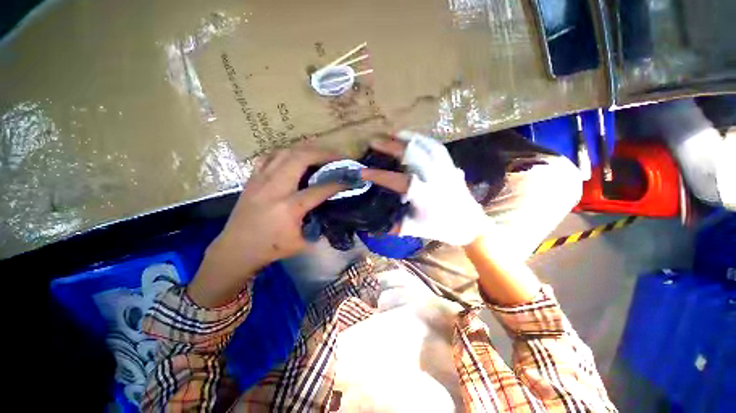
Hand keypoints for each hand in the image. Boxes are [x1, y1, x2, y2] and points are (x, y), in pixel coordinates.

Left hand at [188, 147, 344, 306]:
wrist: (235, 249)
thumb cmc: (270, 248)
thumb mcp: (301, 242)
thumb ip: (318, 225)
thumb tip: (332, 211)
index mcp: (289, 207)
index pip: (320, 189)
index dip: (338, 182)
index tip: (350, 178)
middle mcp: (275, 188)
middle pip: (301, 158)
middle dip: (323, 153)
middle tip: (338, 156)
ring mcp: (261, 180)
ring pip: (285, 152)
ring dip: (307, 149)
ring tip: (320, 153)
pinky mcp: (252, 179)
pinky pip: (270, 157)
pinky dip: (286, 153)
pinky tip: (294, 157)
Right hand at [361, 131, 487, 245]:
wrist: (469, 225)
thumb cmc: (440, 228)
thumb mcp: (413, 229)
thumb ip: (392, 224)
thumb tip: (371, 224)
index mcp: (425, 197)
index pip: (398, 181)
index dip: (379, 175)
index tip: (362, 172)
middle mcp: (436, 179)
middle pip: (413, 155)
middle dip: (391, 146)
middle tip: (375, 142)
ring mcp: (446, 169)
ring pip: (426, 146)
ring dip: (407, 138)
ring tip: (392, 134)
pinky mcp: (451, 165)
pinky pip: (437, 147)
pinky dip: (423, 140)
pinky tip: (413, 138)